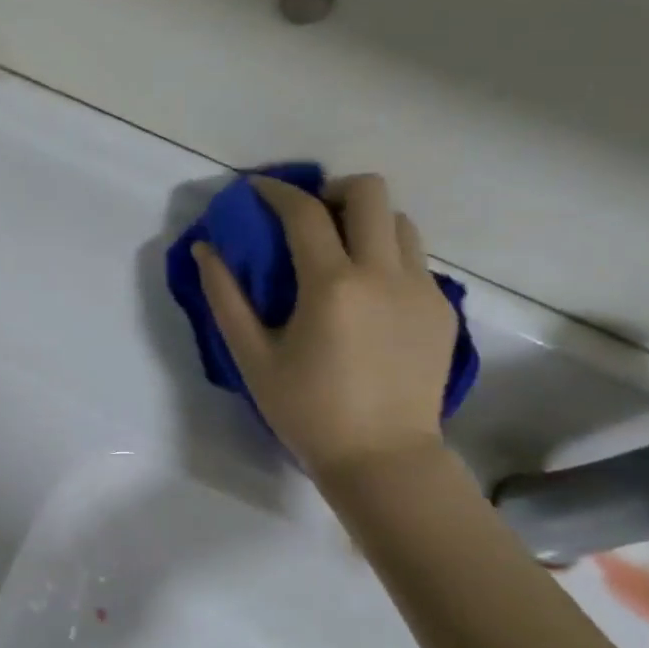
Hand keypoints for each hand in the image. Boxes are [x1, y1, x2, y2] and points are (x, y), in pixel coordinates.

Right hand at [192, 173, 456, 479]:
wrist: (383, 458)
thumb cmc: (306, 411)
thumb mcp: (252, 357)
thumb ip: (225, 297)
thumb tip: (206, 250)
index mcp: (332, 285)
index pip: (304, 212)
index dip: (275, 191)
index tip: (256, 189)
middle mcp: (384, 274)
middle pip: (371, 191)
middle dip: (333, 190)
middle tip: (308, 217)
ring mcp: (421, 289)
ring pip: (400, 221)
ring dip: (365, 221)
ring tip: (339, 252)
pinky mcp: (442, 309)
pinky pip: (415, 259)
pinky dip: (386, 256)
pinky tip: (365, 294)